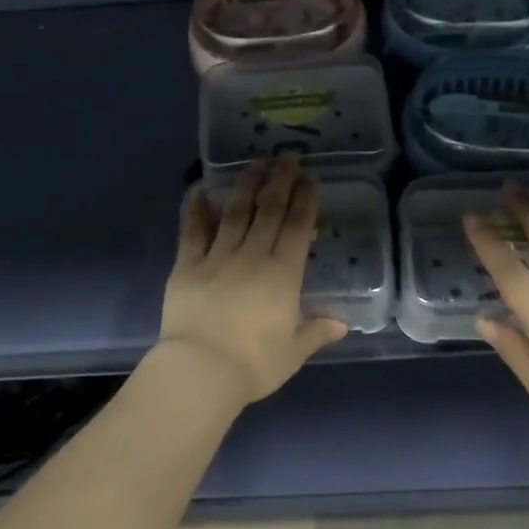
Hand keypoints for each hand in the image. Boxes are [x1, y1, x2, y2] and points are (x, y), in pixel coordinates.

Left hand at [158, 156, 348, 406]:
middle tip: (286, 156)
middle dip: (280, 180)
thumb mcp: (292, 353)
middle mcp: (252, 256)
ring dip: (246, 186)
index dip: (305, 199)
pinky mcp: (187, 266)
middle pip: (268, 210)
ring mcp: (217, 258)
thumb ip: (315, 332)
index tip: (309, 177)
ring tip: (254, 163)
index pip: (297, 227)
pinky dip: (195, 210)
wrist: (200, 371)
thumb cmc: (253, 365)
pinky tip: (198, 190)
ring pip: (235, 213)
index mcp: (282, 275)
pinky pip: (192, 232)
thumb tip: (341, 323)